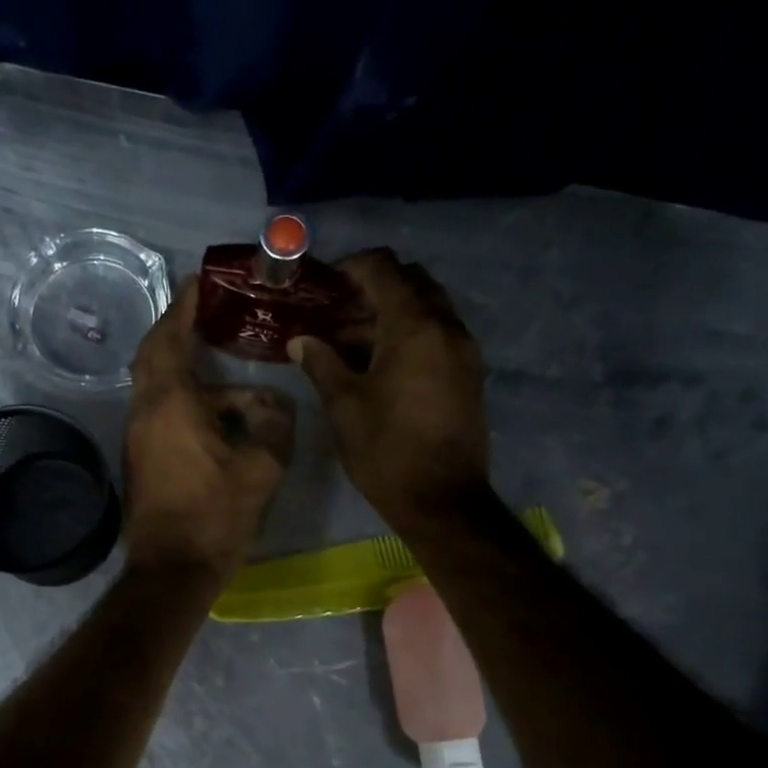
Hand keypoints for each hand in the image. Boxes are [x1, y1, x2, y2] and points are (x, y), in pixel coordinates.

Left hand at [125, 279, 294, 585]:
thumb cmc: (215, 515)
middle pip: (154, 357)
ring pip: (161, 389)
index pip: (168, 338)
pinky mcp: (143, 460)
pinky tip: (221, 416)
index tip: (197, 282)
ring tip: (229, 374)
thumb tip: (272, 403)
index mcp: (170, 404)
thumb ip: (274, 423)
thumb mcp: (262, 467)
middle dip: (177, 331)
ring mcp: (138, 437)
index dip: (182, 307)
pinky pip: (163, 414)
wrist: (172, 570)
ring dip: (189, 375)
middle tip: (207, 316)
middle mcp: (145, 412)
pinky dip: (186, 402)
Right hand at [287, 249, 488, 533]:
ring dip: (389, 314)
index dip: (350, 267)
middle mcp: (446, 327)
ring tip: (347, 343)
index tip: (322, 284)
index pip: (384, 269)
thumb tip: (299, 340)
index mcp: (414, 327)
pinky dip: (408, 335)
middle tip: (335, 313)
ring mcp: (463, 350)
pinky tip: (377, 364)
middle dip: (372, 289)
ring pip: (426, 309)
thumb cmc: (385, 450)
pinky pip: (437, 334)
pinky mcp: (468, 373)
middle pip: (411, 282)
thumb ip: (321, 363)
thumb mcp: (344, 405)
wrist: (442, 499)